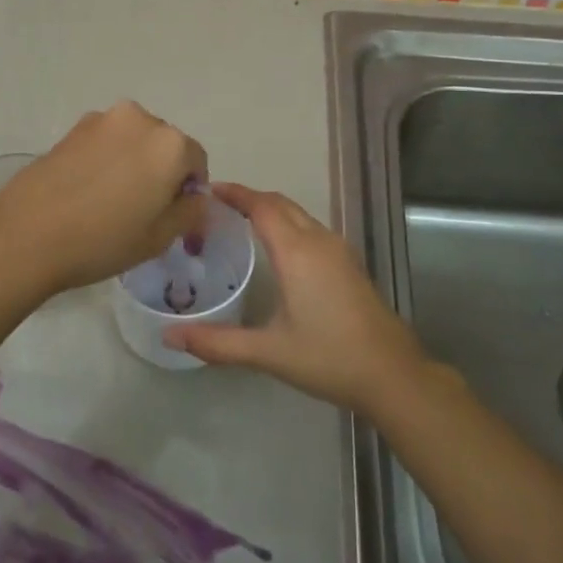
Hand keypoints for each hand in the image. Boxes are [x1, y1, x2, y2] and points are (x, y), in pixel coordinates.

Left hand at [0, 101, 208, 295]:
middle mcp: (140, 119)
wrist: (26, 235)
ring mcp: (102, 120)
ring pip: (133, 141)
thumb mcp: (160, 237)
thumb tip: (193, 195)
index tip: (174, 216)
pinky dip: (106, 160)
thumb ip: (190, 210)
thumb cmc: (103, 239)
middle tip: (144, 210)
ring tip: (112, 201)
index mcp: (170, 144)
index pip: (197, 161)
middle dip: (162, 172)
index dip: (190, 190)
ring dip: (133, 163)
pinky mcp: (72, 129)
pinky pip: (105, 142)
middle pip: (165, 145)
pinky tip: (88, 192)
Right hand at [164, 183, 426, 414]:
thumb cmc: (328, 357)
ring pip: (299, 215)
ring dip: (271, 210)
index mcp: (297, 252)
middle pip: (281, 204)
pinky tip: (277, 250)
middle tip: (216, 206)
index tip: (207, 188)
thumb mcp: (268, 352)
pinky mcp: (349, 264)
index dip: (235, 193)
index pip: (261, 206)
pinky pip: (311, 229)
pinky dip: (288, 225)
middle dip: (250, 198)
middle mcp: (319, 241)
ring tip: (240, 222)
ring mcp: (339, 251)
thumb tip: (170, 337)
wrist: (392, 374)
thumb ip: (217, 343)